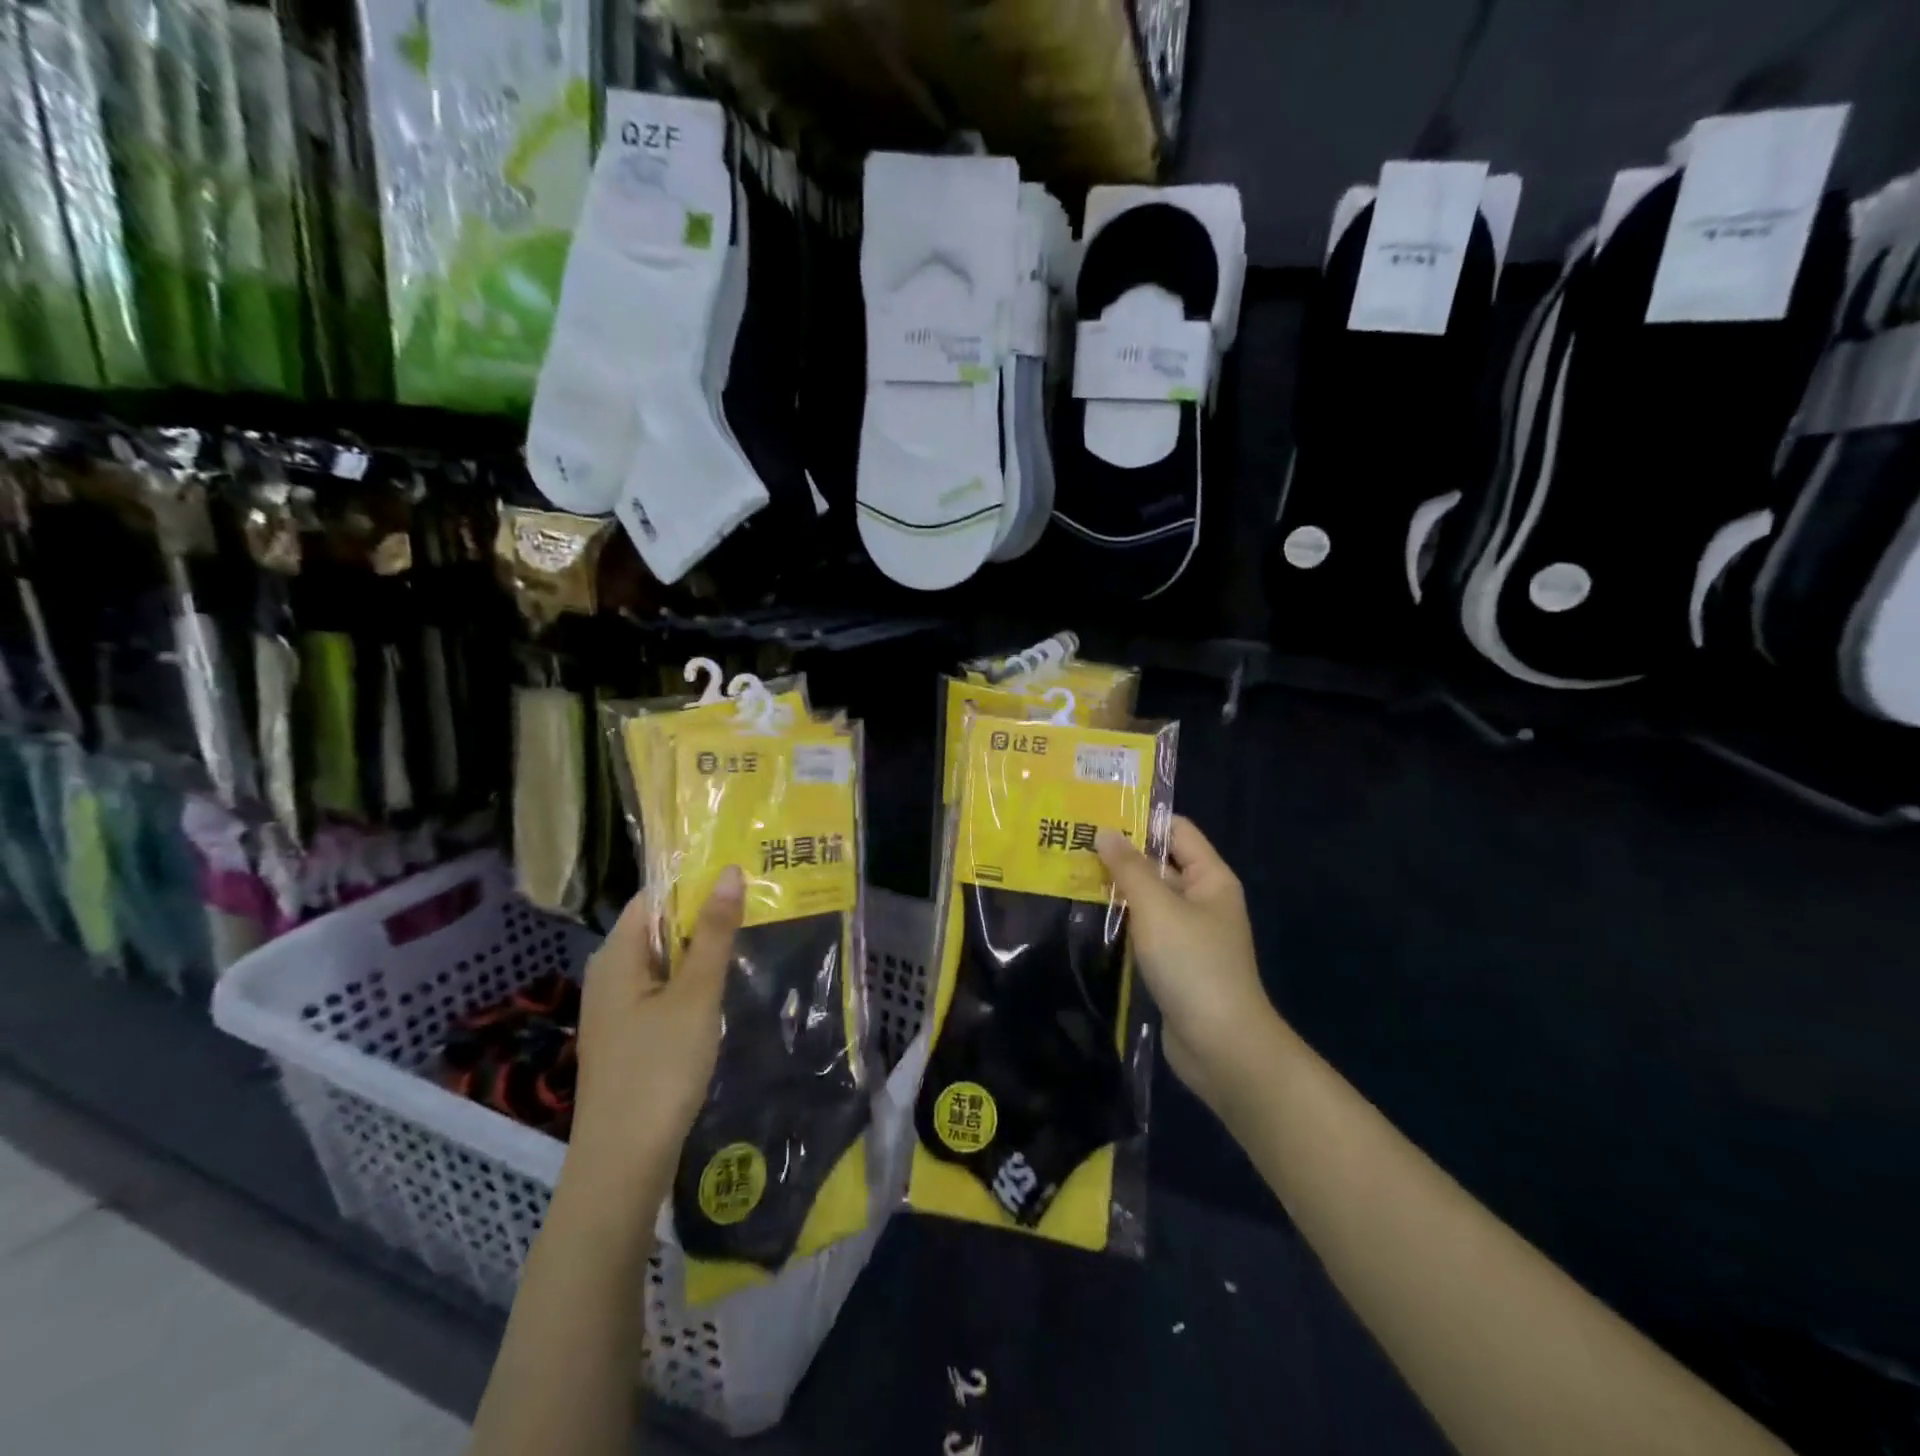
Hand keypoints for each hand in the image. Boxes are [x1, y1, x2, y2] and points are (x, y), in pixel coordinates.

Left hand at [564, 867, 744, 1208]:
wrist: (622, 1165)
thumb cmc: (659, 1070)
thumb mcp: (696, 995)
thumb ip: (715, 933)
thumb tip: (730, 872)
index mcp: (617, 956)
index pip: (654, 896)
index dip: (694, 881)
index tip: (741, 873)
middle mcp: (609, 975)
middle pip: (659, 928)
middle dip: (704, 915)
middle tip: (756, 902)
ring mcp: (616, 1010)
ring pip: (663, 962)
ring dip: (701, 950)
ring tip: (750, 936)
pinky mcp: (627, 1038)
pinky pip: (661, 991)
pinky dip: (690, 981)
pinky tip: (722, 988)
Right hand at [1097, 817, 1279, 1116]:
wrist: (1221, 1045)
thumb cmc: (1192, 963)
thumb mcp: (1157, 908)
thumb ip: (1129, 868)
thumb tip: (1106, 831)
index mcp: (1210, 878)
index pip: (1176, 831)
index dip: (1140, 819)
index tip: (1096, 813)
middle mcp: (1202, 900)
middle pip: (1159, 863)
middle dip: (1119, 855)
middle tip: (1070, 844)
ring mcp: (1188, 933)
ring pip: (1148, 899)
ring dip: (1115, 890)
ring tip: (1067, 875)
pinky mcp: (1173, 963)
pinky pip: (1144, 930)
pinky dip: (1120, 922)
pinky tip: (1085, 917)